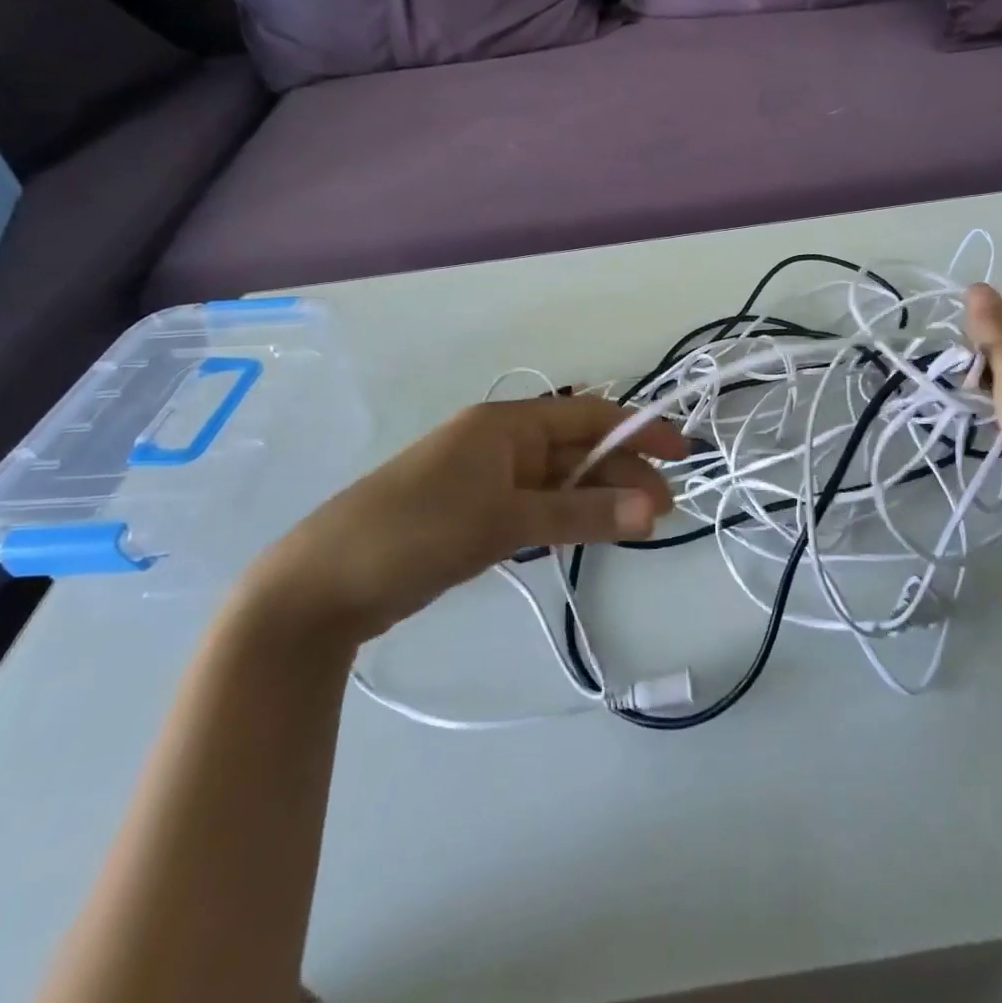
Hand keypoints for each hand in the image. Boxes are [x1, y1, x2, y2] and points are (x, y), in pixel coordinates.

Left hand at [242, 396, 688, 646]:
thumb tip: (654, 510)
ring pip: (559, 480)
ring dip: (599, 498)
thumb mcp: (505, 519)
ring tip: (638, 527)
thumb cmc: (416, 530)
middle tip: (662, 513)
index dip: (639, 430)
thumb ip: (582, 513)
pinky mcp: (473, 515)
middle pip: (578, 450)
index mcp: (506, 423)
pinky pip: (536, 505)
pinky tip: (588, 533)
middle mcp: (499, 442)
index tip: (682, 455)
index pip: (589, 416)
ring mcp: (485, 479)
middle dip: (623, 474)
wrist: (319, 586)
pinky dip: (567, 516)